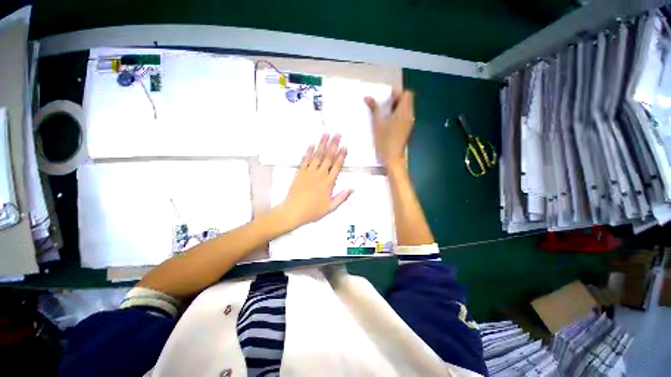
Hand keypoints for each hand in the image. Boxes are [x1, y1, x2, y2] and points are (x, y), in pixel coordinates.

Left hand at [277, 134, 352, 229]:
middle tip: (338, 134)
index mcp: (328, 183)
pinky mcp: (300, 172)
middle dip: (334, 144)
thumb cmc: (312, 211)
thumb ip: (342, 197)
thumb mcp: (330, 207)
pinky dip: (309, 151)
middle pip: (328, 157)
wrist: (293, 211)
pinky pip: (305, 159)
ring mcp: (309, 172)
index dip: (342, 155)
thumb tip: (352, 189)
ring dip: (322, 144)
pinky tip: (311, 144)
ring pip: (317, 155)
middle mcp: (320, 175)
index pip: (337, 166)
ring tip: (326, 134)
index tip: (345, 146)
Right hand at [365, 90, 414, 167]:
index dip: (397, 93)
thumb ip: (374, 109)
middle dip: (395, 100)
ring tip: (383, 114)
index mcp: (404, 112)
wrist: (392, 159)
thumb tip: (367, 97)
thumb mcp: (377, 124)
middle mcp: (409, 116)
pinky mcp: (406, 129)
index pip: (407, 94)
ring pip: (405, 108)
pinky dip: (397, 115)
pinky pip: (404, 116)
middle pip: (407, 100)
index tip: (385, 99)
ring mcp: (409, 123)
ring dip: (395, 108)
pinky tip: (387, 122)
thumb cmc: (384, 141)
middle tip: (383, 106)